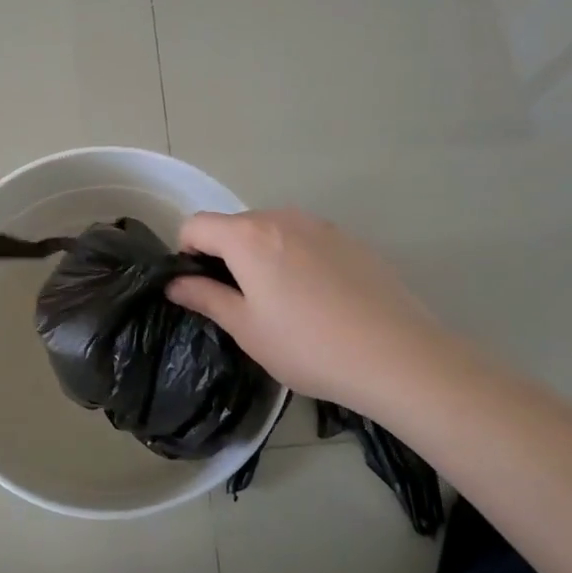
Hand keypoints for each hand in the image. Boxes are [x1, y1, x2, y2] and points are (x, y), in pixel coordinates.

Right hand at [169, 208, 445, 413]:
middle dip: (226, 256)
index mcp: (248, 236)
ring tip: (284, 304)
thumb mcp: (247, 328)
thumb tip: (174, 283)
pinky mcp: (350, 239)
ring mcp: (320, 225)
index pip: (196, 225)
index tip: (199, 288)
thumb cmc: (308, 345)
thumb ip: (205, 297)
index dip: (186, 253)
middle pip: (235, 226)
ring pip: (272, 231)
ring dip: (262, 256)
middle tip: (242, 304)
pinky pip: (305, 240)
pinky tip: (320, 301)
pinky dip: (296, 259)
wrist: (397, 354)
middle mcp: (282, 217)